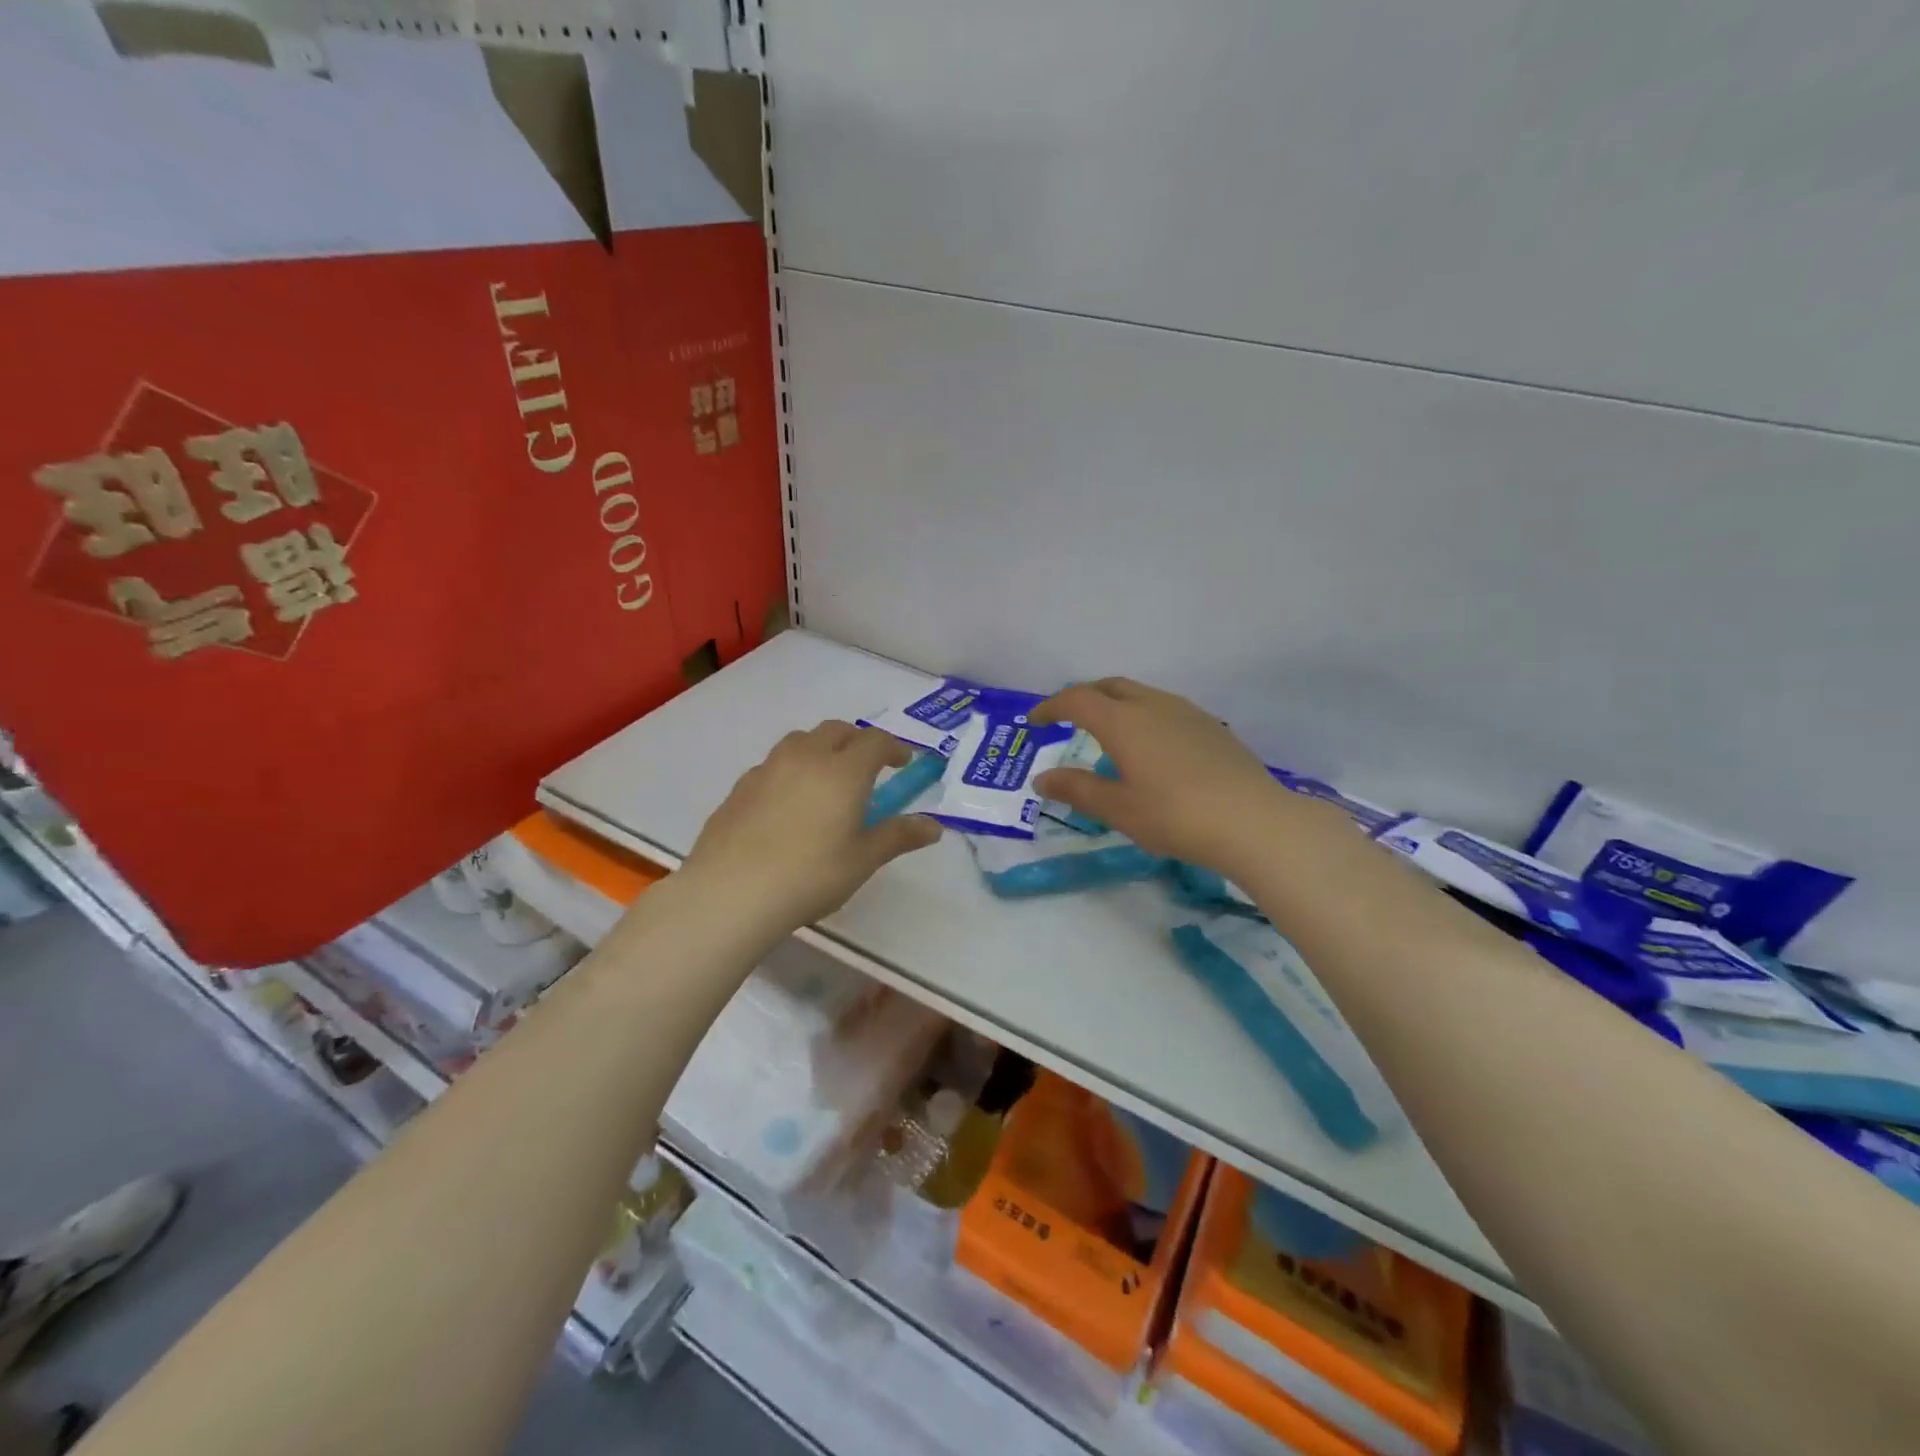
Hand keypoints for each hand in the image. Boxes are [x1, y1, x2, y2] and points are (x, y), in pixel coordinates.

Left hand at [680, 720, 942, 932]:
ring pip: (800, 741)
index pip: (875, 741)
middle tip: (867, 767)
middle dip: (857, 741)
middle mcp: (806, 757)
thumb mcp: (863, 859)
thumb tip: (934, 826)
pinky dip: (790, 771)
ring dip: (821, 749)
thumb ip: (899, 836)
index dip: (893, 748)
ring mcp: (767, 769)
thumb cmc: (811, 875)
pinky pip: (773, 765)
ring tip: (826, 779)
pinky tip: (787, 805)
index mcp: (843, 770)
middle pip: (836, 730)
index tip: (902, 764)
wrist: (731, 891)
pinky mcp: (740, 787)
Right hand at [1031, 678, 1289, 871]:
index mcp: (1123, 721)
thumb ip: (1077, 789)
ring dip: (1115, 704)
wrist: (1253, 821)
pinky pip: (1164, 708)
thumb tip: (1042, 778)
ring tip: (1106, 732)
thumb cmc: (1175, 815)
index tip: (1035, 722)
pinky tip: (1150, 747)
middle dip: (1082, 697)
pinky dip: (1142, 715)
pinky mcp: (1210, 726)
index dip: (1051, 707)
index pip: (1076, 700)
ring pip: (1140, 694)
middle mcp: (1153, 705)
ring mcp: (1186, 712)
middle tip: (1067, 719)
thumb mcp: (1118, 809)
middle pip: (1109, 686)